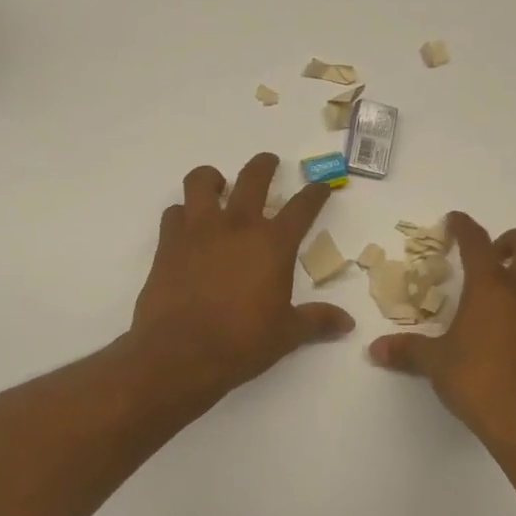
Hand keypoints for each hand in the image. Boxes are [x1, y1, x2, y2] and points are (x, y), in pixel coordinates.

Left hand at [129, 153, 354, 404]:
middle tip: (269, 163)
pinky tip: (187, 226)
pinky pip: (173, 213)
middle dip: (265, 166)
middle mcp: (237, 226)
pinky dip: (182, 214)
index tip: (321, 187)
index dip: (315, 193)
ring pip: (201, 182)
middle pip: (253, 178)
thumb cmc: (241, 342)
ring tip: (217, 184)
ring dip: (212, 178)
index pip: (302, 207)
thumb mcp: (287, 334)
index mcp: (273, 244)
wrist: (179, 353)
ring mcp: (198, 231)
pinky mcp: (168, 243)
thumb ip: (317, 321)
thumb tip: (347, 323)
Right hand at [369, 212, 515, 442]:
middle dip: (513, 240)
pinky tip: (514, 331)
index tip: (454, 220)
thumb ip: (407, 351)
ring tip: (510, 293)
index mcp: (490, 287)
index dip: (464, 226)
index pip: (477, 243)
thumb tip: (375, 349)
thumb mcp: (435, 363)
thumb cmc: (477, 379)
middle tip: (493, 256)